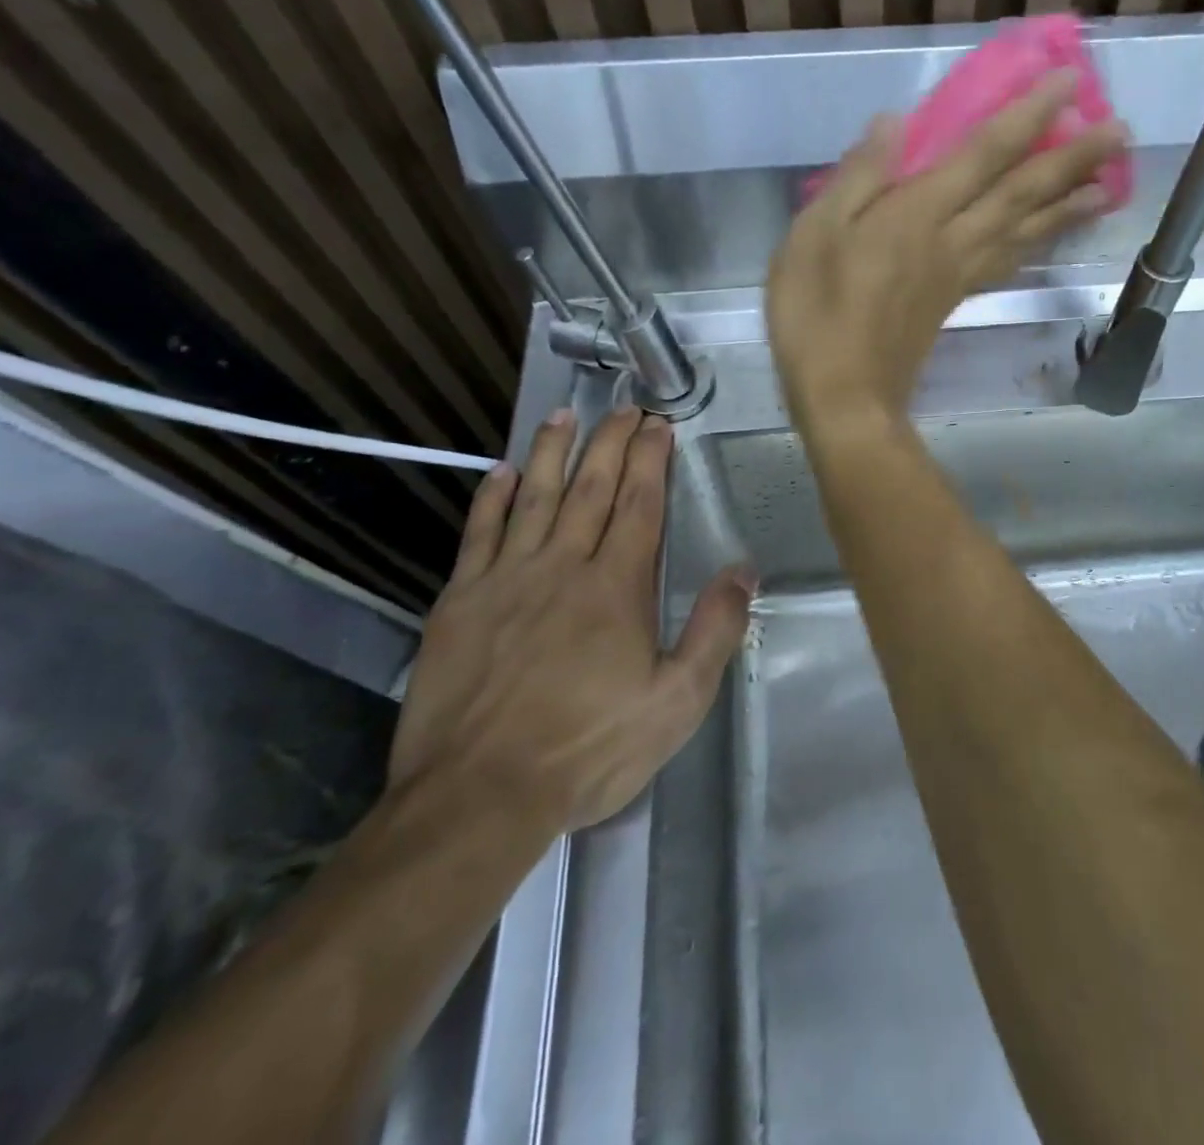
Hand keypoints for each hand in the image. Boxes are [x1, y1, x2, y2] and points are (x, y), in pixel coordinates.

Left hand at [389, 408, 754, 832]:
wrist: (478, 797)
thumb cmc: (588, 749)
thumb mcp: (676, 702)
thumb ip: (714, 631)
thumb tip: (744, 571)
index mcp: (616, 587)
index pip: (639, 505)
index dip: (651, 460)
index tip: (659, 424)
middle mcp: (562, 567)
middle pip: (591, 489)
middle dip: (611, 442)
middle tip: (624, 407)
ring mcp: (506, 580)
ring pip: (535, 498)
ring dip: (554, 452)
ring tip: (566, 415)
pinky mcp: (460, 603)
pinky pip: (479, 535)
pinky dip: (493, 499)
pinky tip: (503, 472)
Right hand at [767, 72, 1126, 432]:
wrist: (844, 398)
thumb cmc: (816, 315)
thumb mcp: (814, 236)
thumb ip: (858, 177)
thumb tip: (895, 122)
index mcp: (917, 216)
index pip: (985, 155)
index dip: (1029, 116)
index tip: (1071, 83)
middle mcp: (952, 241)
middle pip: (1021, 195)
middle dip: (1071, 160)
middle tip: (1120, 133)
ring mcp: (957, 276)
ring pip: (1024, 233)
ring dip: (1067, 206)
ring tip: (1107, 185)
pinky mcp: (952, 303)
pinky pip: (1005, 265)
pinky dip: (1033, 247)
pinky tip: (1046, 239)